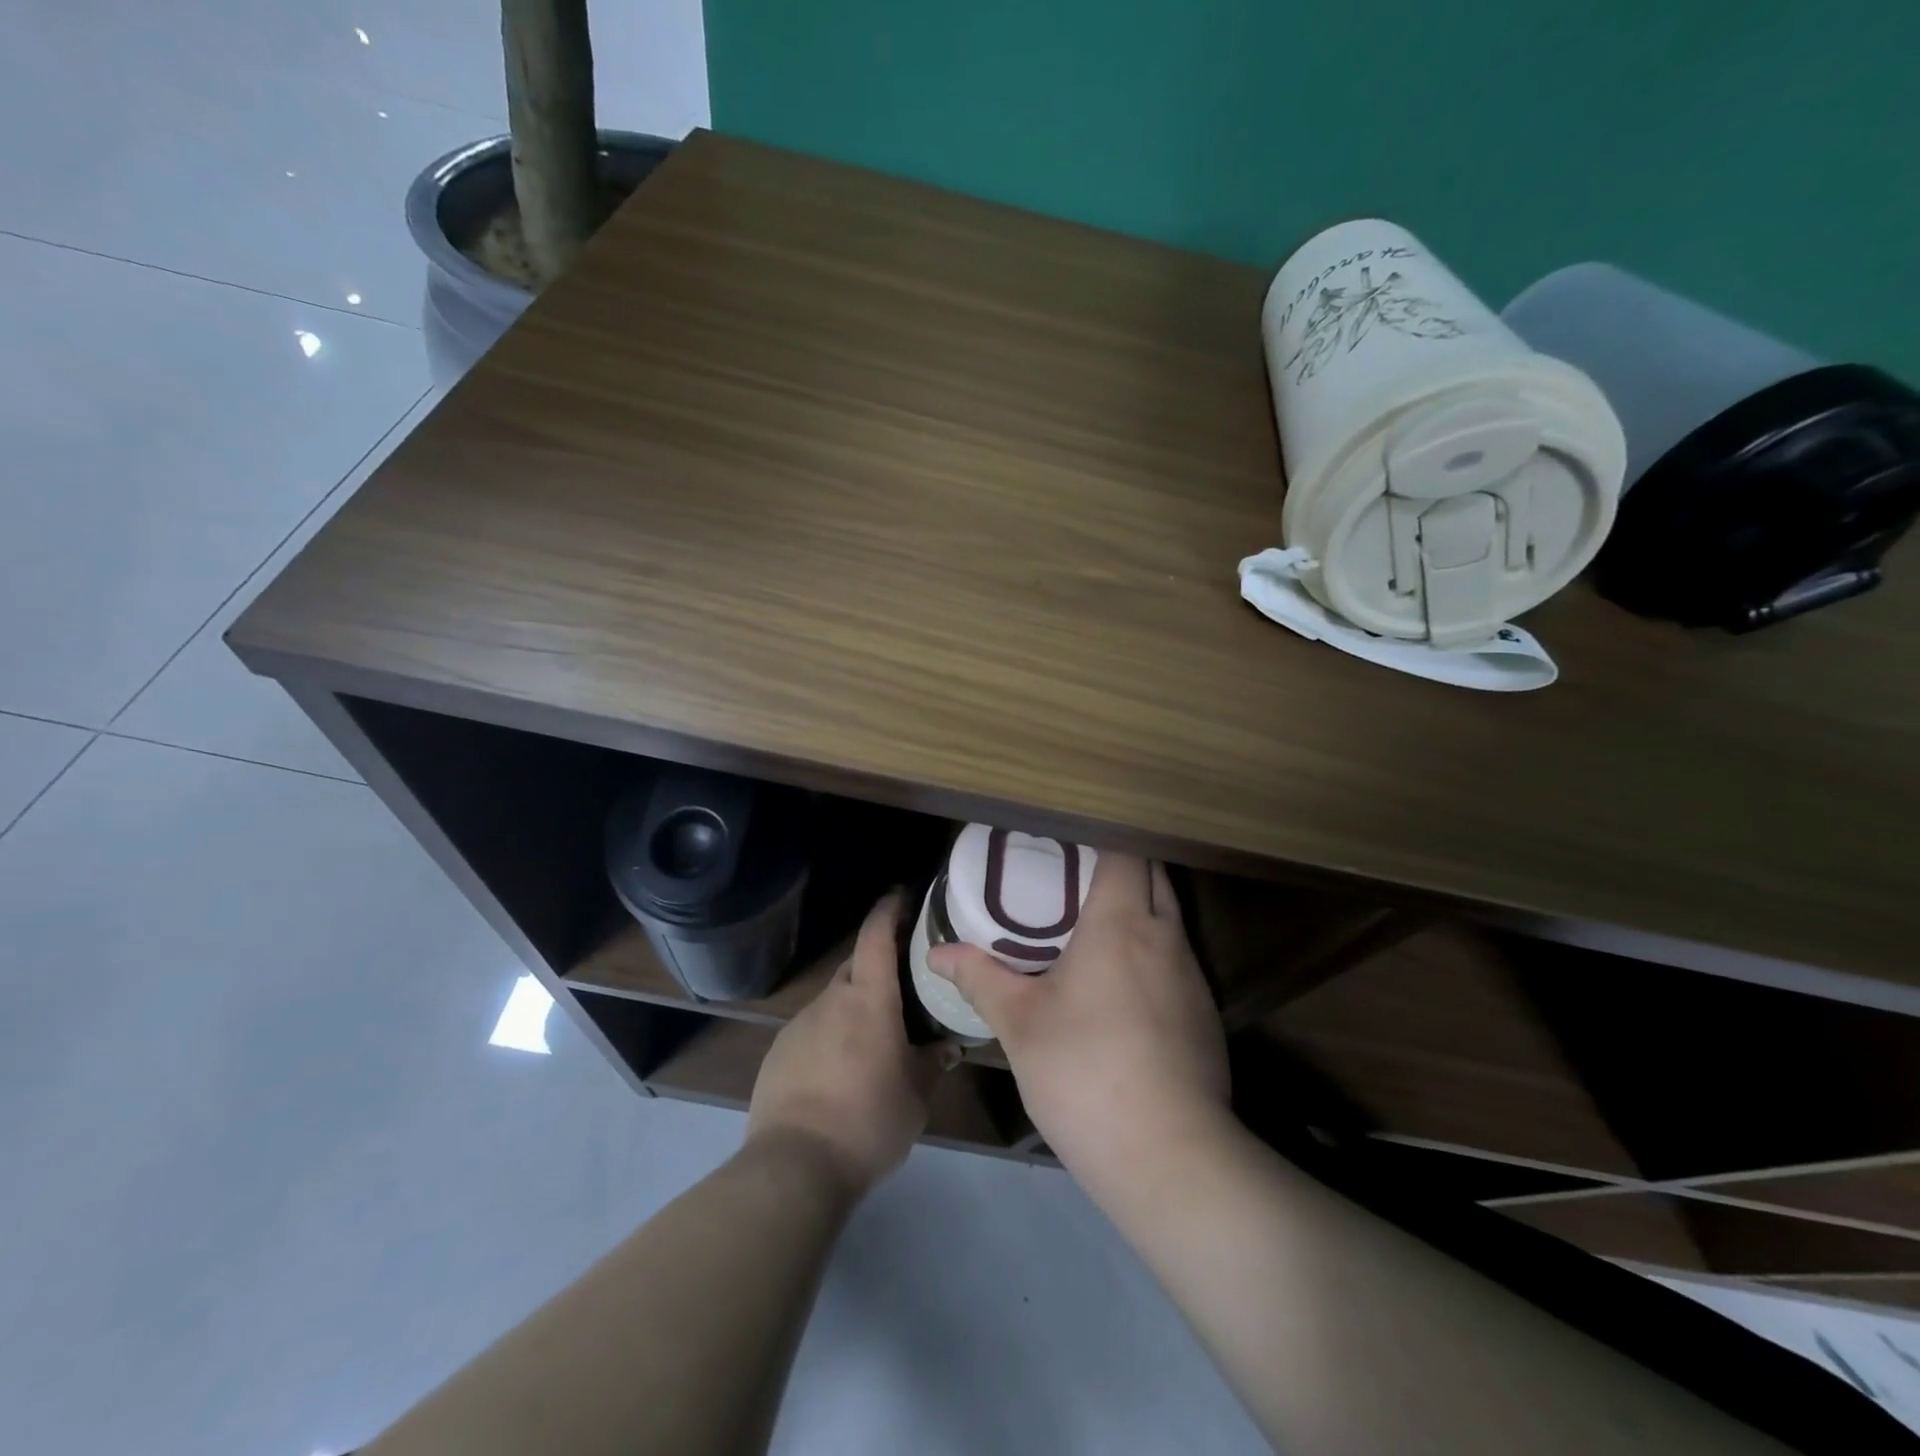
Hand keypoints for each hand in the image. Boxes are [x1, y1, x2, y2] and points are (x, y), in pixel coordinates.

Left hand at [747, 890, 957, 1197]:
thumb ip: (932, 1063)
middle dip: (879, 964)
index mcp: (869, 999)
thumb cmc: (868, 1121)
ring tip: (875, 1036)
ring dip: (855, 1006)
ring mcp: (799, 1024)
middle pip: (857, 965)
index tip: (902, 895)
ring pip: (835, 1000)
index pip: (876, 935)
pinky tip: (841, 1070)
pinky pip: (813, 1029)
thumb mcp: (916, 1096)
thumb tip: (947, 1046)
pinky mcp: (778, 1052)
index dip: (889, 909)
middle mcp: (831, 1000)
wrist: (794, 1166)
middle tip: (904, 982)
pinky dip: (832, 1034)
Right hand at [926, 853, 1229, 1180]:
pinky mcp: (1204, 1011)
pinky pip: (1177, 956)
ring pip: (1169, 915)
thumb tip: (937, 952)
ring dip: (1139, 906)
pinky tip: (1123, 983)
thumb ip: (980, 977)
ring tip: (1093, 923)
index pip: (1125, 851)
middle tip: (1072, 877)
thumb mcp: (1019, 1023)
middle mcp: (1165, 936)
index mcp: (1121, 922)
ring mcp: (1192, 974)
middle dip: (1119, 864)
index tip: (1066, 843)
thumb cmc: (1084, 1071)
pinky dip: (1152, 948)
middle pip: (1154, 873)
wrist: (1169, 1155)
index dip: (1100, 837)